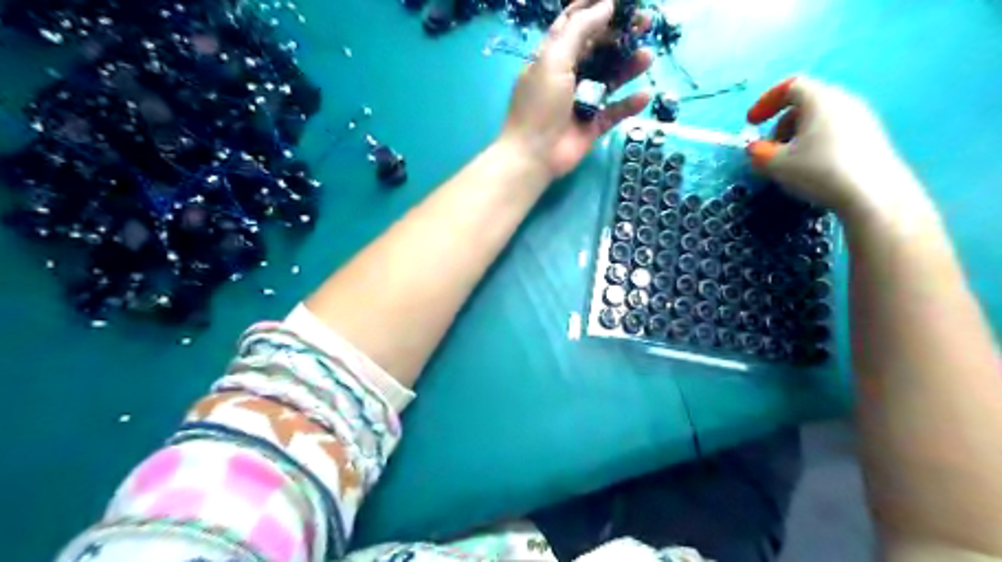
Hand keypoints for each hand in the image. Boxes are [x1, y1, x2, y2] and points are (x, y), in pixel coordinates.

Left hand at [499, 0, 649, 178]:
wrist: (533, 155)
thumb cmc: (540, 105)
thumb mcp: (554, 59)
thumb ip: (580, 30)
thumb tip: (605, 5)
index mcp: (553, 57)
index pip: (574, 25)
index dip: (595, 9)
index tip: (620, 1)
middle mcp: (568, 76)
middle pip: (598, 50)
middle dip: (620, 36)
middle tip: (645, 24)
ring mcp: (581, 102)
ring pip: (610, 80)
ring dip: (628, 67)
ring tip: (647, 56)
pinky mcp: (592, 126)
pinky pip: (614, 111)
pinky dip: (629, 104)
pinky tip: (644, 96)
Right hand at [748, 74, 926, 222]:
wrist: (873, 194)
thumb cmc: (818, 171)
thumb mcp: (776, 164)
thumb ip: (758, 153)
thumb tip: (756, 149)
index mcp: (820, 99)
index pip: (790, 86)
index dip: (766, 101)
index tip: (751, 123)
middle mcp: (844, 101)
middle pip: (805, 103)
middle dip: (781, 124)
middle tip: (769, 149)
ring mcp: (862, 118)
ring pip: (820, 119)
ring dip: (797, 136)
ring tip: (789, 162)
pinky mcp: (871, 137)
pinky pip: (835, 131)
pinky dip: (816, 144)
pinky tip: (811, 169)